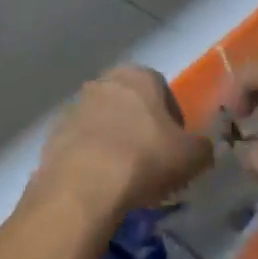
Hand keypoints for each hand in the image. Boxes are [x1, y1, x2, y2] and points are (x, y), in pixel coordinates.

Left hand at [29, 67, 213, 221]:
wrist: (84, 183)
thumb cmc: (145, 158)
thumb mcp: (192, 157)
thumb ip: (202, 147)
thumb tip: (199, 149)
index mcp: (139, 75)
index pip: (163, 91)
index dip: (173, 121)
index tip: (176, 150)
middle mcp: (105, 80)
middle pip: (131, 104)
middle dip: (141, 128)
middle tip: (152, 162)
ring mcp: (76, 104)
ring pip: (105, 121)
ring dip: (115, 141)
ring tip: (124, 177)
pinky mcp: (55, 130)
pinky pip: (83, 142)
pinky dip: (92, 157)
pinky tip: (100, 183)